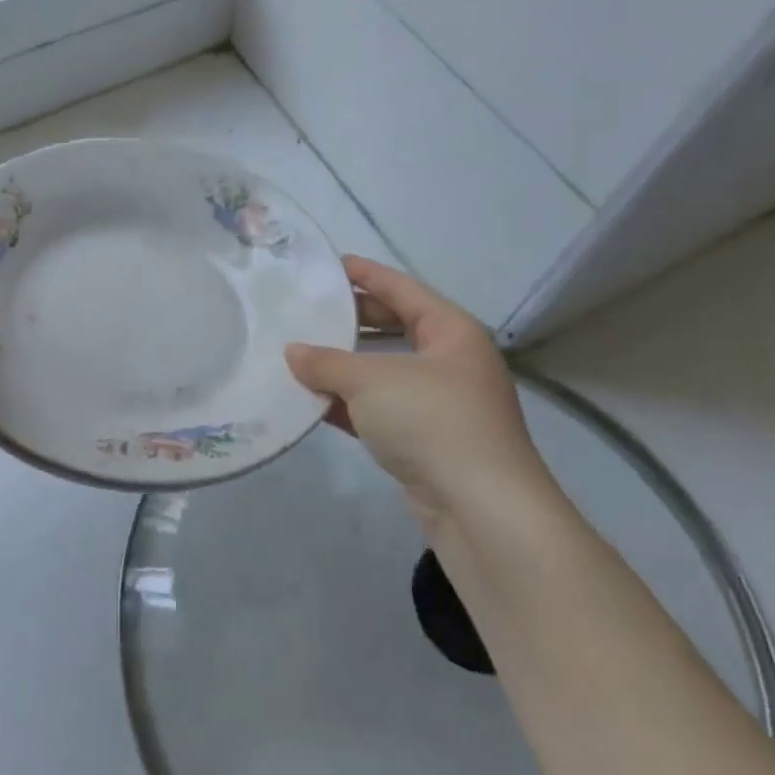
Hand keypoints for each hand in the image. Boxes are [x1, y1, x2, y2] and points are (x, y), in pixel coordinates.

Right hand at [286, 256, 560, 534]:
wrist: (481, 509)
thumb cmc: (431, 420)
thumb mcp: (371, 381)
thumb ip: (327, 362)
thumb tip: (293, 352)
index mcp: (451, 332)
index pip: (403, 289)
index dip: (367, 274)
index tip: (331, 265)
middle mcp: (451, 362)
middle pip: (395, 328)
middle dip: (353, 320)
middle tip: (309, 310)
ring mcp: (441, 404)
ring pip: (385, 372)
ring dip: (346, 367)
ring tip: (301, 354)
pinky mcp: (427, 441)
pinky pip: (381, 410)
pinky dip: (350, 404)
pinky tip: (314, 402)